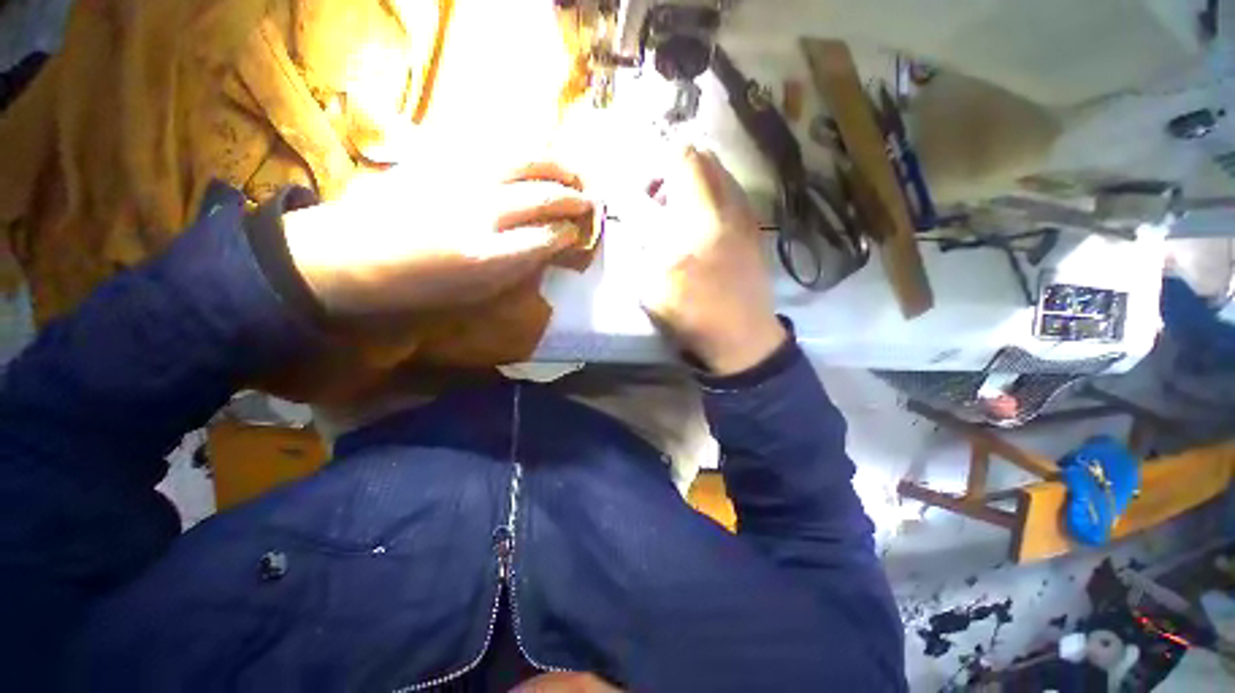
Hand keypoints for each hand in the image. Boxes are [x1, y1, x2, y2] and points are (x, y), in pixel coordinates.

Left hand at [283, 161, 591, 314]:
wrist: (348, 254)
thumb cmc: (416, 287)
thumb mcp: (475, 292)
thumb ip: (518, 268)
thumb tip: (550, 248)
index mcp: (487, 255)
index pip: (547, 237)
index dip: (569, 234)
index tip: (578, 234)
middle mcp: (480, 211)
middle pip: (542, 196)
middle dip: (573, 198)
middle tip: (590, 201)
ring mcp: (460, 178)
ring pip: (523, 161)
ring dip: (556, 166)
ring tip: (573, 173)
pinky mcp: (443, 158)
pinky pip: (495, 147)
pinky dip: (524, 152)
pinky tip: (536, 158)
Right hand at [636, 147, 785, 374]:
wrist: (743, 336)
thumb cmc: (692, 313)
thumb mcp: (651, 284)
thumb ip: (641, 241)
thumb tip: (634, 212)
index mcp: (699, 218)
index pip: (682, 158)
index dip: (655, 164)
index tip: (642, 191)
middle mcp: (728, 206)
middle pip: (704, 157)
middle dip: (674, 169)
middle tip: (657, 200)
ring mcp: (746, 216)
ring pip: (720, 173)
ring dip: (694, 182)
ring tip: (678, 213)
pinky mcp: (755, 229)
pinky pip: (732, 193)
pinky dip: (711, 195)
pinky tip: (701, 226)